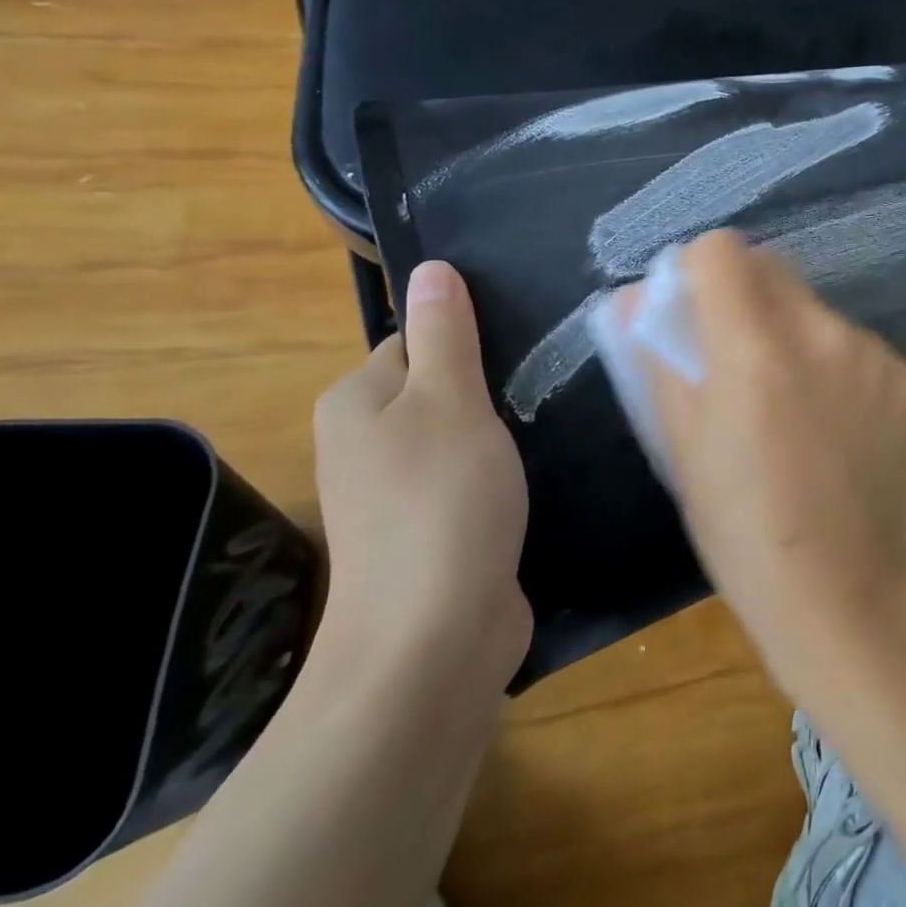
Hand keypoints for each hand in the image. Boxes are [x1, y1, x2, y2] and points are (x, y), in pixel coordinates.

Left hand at [313, 261, 531, 686]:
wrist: (434, 638)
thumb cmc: (441, 500)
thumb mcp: (450, 400)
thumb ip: (444, 334)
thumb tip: (431, 268)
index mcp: (357, 401)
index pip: (415, 341)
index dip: (467, 341)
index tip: (519, 350)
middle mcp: (366, 445)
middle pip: (437, 389)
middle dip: (489, 388)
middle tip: (543, 388)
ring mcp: (398, 496)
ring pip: (460, 438)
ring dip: (500, 434)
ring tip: (548, 428)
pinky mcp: (432, 535)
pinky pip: (470, 482)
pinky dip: (501, 477)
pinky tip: (537, 480)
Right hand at [621, 231, 905, 696]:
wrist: (844, 586)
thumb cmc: (742, 526)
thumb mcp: (681, 445)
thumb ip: (657, 358)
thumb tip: (635, 300)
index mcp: (753, 347)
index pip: (722, 250)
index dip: (699, 270)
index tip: (694, 310)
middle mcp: (819, 331)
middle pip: (771, 267)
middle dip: (744, 294)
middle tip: (737, 356)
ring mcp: (870, 351)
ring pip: (813, 306)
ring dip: (790, 328)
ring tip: (790, 400)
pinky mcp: (903, 374)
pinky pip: (852, 341)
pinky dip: (833, 360)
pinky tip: (833, 419)